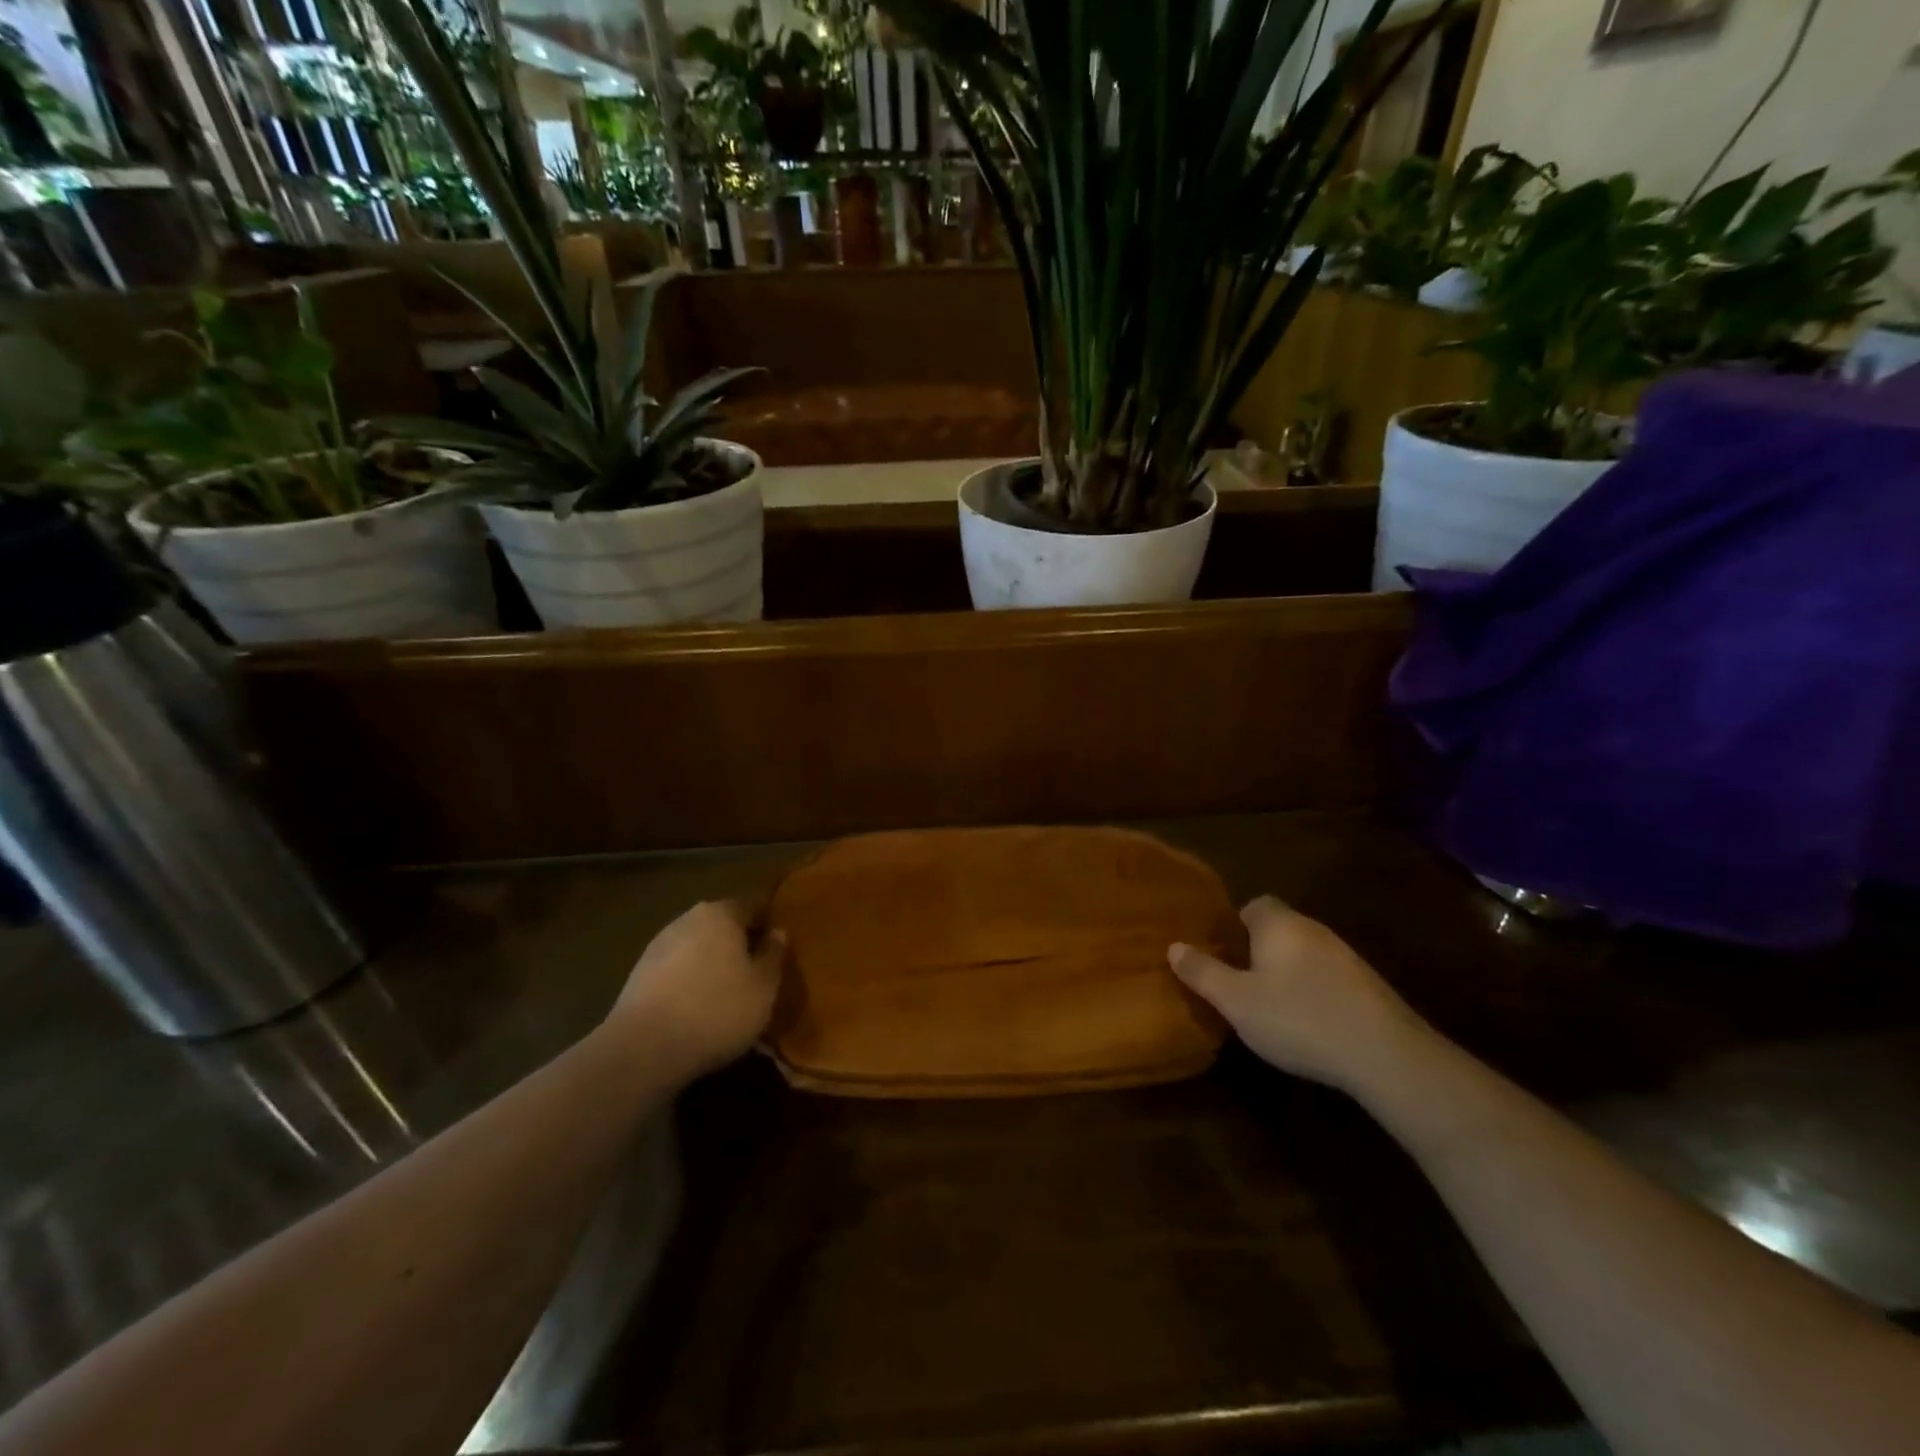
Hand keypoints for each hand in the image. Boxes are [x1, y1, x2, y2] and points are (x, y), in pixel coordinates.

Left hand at [610, 901, 784, 1079]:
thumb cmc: (717, 1010)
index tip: (781, 947)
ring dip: (713, 966)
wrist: (643, 1050)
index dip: (769, 925)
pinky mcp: (637, 977)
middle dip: (739, 946)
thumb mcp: (763, 987)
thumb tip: (777, 933)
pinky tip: (699, 1012)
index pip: (753, 906)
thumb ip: (774, 955)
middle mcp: (686, 920)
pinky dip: (690, 984)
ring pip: (697, 950)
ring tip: (729, 997)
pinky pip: (676, 973)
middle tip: (758, 973)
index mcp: (720, 913)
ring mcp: (657, 948)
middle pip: (722, 926)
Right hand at [1169, 895, 1426, 1093]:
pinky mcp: (1368, 986)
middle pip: (1279, 928)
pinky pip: (1327, 977)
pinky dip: (1313, 991)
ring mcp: (1346, 957)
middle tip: (1237, 980)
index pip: (1254, 904)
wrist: (1385, 1054)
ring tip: (1269, 1004)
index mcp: (1279, 924)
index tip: (1221, 951)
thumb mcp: (1236, 1001)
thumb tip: (1173, 946)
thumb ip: (1202, 972)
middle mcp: (1313, 929)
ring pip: (1304, 953)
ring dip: (1287, 971)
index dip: (1234, 924)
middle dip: (1258, 949)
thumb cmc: (1298, 1018)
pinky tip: (1307, 1021)